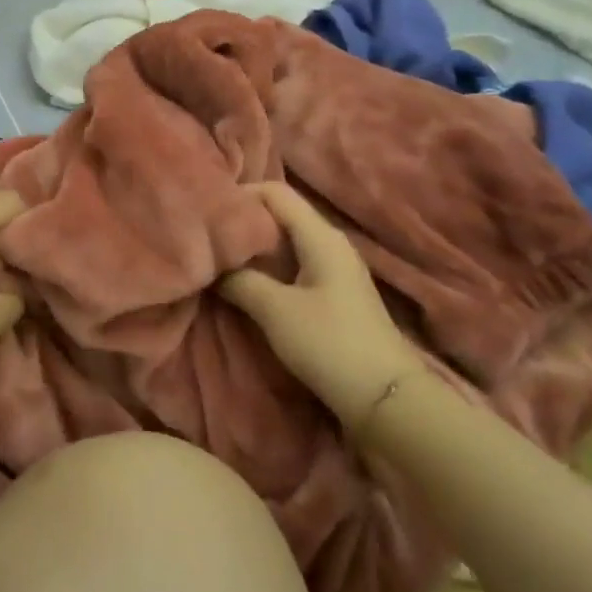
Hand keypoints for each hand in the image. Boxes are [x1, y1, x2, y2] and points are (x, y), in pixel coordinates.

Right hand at [216, 181, 424, 425]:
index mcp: (320, 236)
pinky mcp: (331, 294)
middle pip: (279, 215)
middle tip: (206, 236)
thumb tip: (213, 265)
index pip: (275, 192)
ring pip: (284, 242)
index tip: (207, 211)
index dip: (240, 194)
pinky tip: (245, 283)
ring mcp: (333, 269)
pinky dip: (267, 268)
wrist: (385, 399)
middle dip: (243, 222)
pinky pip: (292, 266)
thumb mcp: (275, 310)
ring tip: (218, 258)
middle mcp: (329, 243)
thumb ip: (239, 280)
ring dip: (253, 248)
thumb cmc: (330, 344)